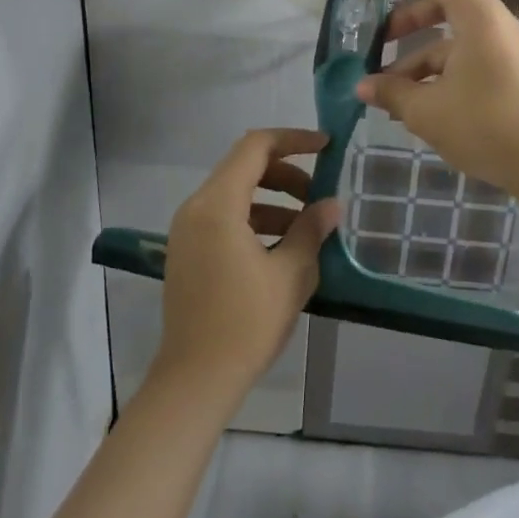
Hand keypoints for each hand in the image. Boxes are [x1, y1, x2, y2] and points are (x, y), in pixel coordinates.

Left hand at [153, 129, 340, 404]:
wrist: (197, 378)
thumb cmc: (246, 323)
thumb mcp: (291, 274)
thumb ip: (311, 230)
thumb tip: (332, 205)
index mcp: (217, 205)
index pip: (255, 147)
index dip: (293, 140)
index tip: (327, 147)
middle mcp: (195, 208)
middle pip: (243, 167)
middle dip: (287, 174)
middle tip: (320, 196)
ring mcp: (187, 230)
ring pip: (235, 194)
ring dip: (273, 199)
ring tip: (308, 227)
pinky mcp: (187, 251)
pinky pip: (224, 217)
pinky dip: (255, 219)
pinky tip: (282, 247)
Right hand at [356, 0, 518, 197]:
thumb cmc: (484, 124)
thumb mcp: (427, 110)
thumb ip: (391, 92)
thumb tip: (362, 87)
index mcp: (476, 17)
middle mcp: (493, 25)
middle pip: (442, 9)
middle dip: (406, 24)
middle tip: (376, 42)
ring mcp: (505, 50)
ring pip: (451, 44)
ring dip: (418, 62)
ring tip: (388, 94)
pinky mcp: (510, 75)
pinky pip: (467, 63)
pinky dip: (440, 76)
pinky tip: (416, 108)